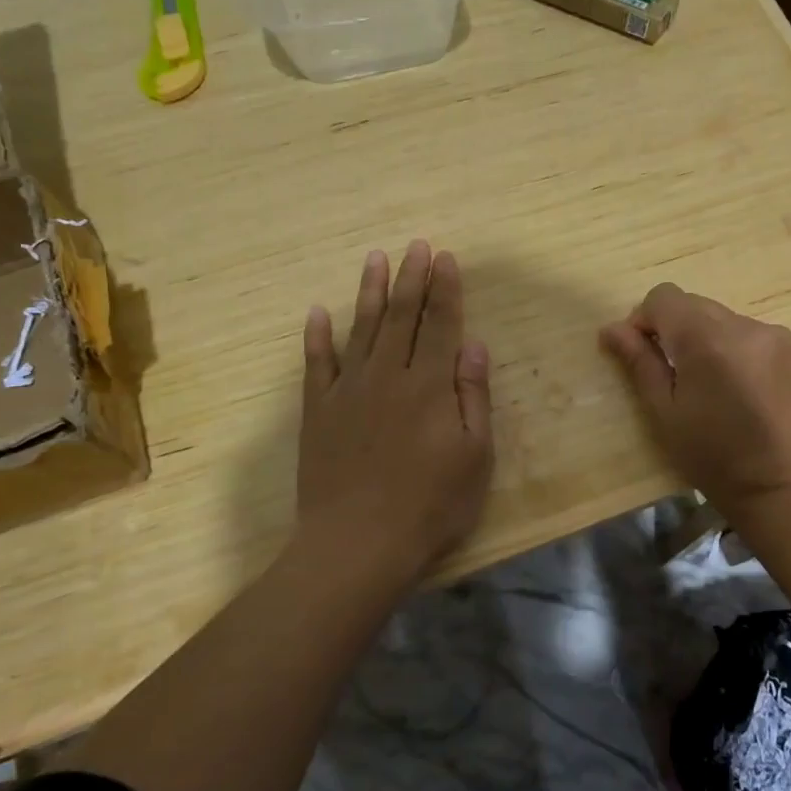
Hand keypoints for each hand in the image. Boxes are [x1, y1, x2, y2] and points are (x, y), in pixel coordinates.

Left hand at [295, 241, 493, 589]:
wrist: (357, 544)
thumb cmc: (430, 506)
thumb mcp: (474, 457)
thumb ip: (473, 396)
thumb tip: (473, 344)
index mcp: (430, 386)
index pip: (441, 324)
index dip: (445, 289)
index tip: (446, 258)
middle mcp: (388, 376)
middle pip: (402, 317)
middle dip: (412, 278)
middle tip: (416, 246)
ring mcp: (348, 391)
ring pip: (362, 329)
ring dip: (370, 292)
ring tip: (376, 259)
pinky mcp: (317, 412)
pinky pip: (316, 365)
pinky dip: (317, 337)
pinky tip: (318, 313)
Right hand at [600, 283, 790, 522]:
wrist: (779, 486)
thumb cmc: (711, 456)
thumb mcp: (664, 412)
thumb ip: (639, 362)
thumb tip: (610, 328)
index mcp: (707, 340)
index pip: (664, 297)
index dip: (644, 319)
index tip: (641, 353)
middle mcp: (743, 325)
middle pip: (692, 304)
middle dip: (672, 328)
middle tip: (668, 372)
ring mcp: (772, 334)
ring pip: (718, 317)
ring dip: (701, 337)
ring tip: (704, 383)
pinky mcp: (790, 348)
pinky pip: (745, 332)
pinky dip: (729, 347)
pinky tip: (733, 385)